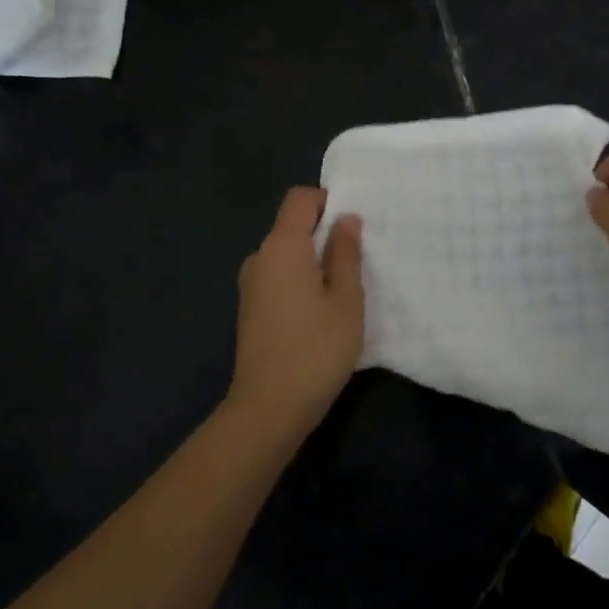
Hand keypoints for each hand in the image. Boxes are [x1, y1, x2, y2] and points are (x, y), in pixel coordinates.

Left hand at [228, 187, 364, 437]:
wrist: (268, 409)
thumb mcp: (346, 299)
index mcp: (282, 247)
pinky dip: (300, 282)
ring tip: (343, 290)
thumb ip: (346, 254)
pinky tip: (320, 312)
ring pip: (286, 255)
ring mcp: (250, 285)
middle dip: (324, 234)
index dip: (328, 202)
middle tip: (358, 261)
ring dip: (313, 261)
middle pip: (292, 226)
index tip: (353, 227)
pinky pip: (278, 278)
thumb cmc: (316, 349)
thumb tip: (345, 219)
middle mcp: (260, 258)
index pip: (300, 199)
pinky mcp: (250, 310)